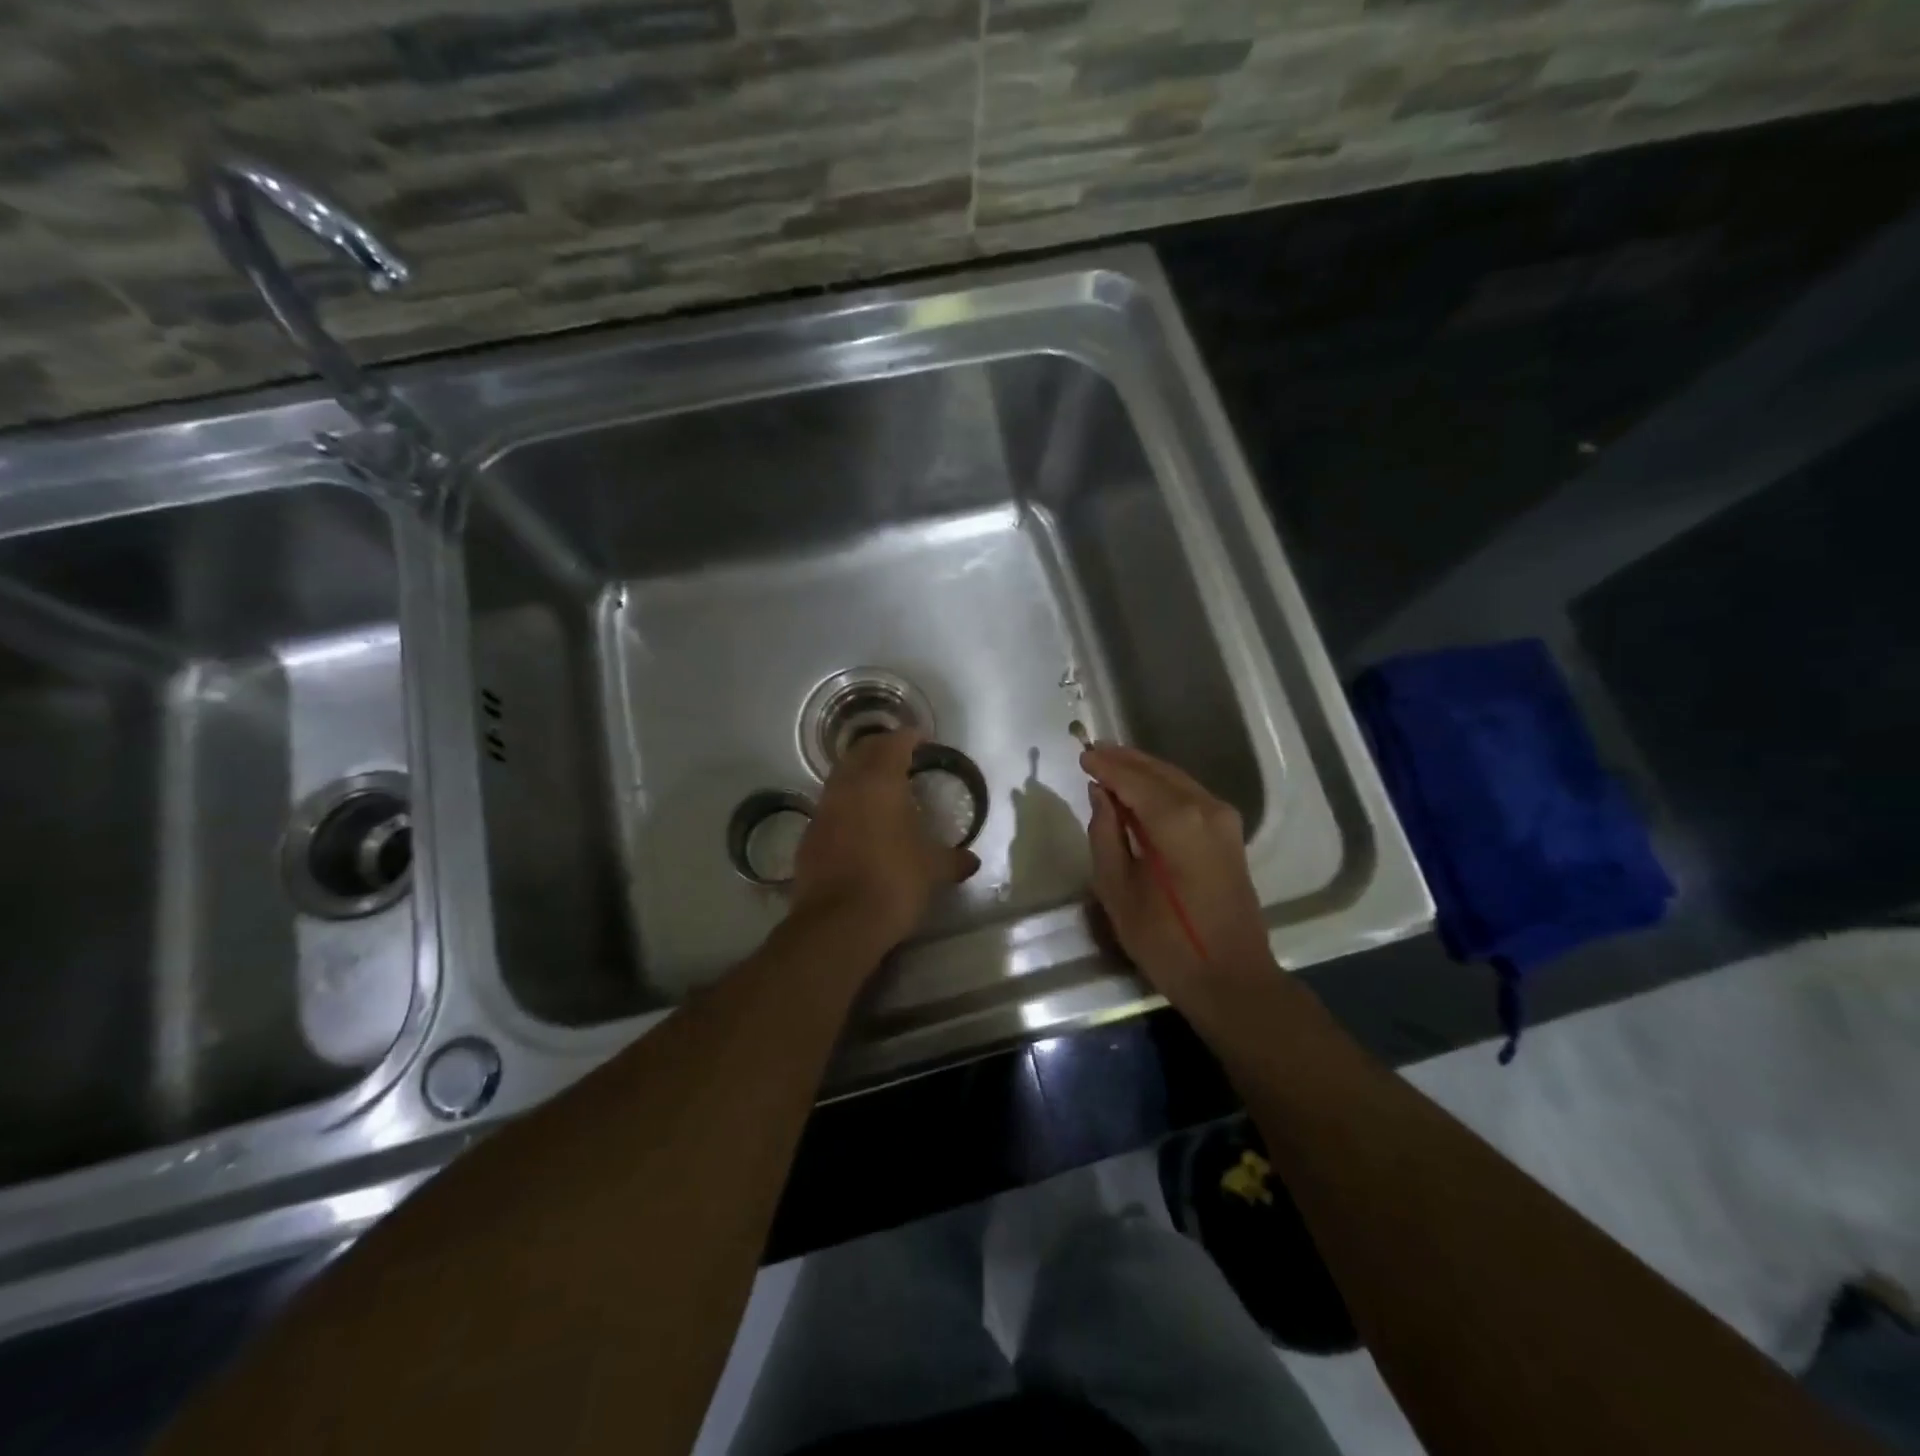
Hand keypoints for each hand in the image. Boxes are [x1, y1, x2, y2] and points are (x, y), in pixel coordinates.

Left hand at [792, 729, 979, 953]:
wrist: (838, 923)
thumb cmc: (894, 882)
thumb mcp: (933, 870)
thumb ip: (953, 860)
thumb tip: (971, 861)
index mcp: (880, 782)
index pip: (894, 744)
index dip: (909, 737)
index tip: (922, 739)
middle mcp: (847, 787)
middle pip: (861, 753)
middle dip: (880, 748)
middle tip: (900, 755)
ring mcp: (823, 811)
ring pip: (840, 777)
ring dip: (859, 774)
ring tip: (879, 786)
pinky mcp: (809, 836)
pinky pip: (830, 806)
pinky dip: (846, 803)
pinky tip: (859, 821)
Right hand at [1081, 743, 1271, 997]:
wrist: (1231, 979)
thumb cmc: (1165, 940)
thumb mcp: (1117, 889)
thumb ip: (1105, 833)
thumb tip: (1101, 794)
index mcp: (1175, 820)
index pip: (1132, 778)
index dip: (1105, 765)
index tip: (1081, 754)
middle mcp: (1205, 808)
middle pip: (1158, 771)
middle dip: (1124, 760)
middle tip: (1093, 752)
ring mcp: (1224, 819)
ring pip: (1176, 779)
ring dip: (1144, 771)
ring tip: (1111, 766)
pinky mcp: (1230, 834)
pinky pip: (1190, 795)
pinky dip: (1163, 787)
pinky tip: (1141, 793)